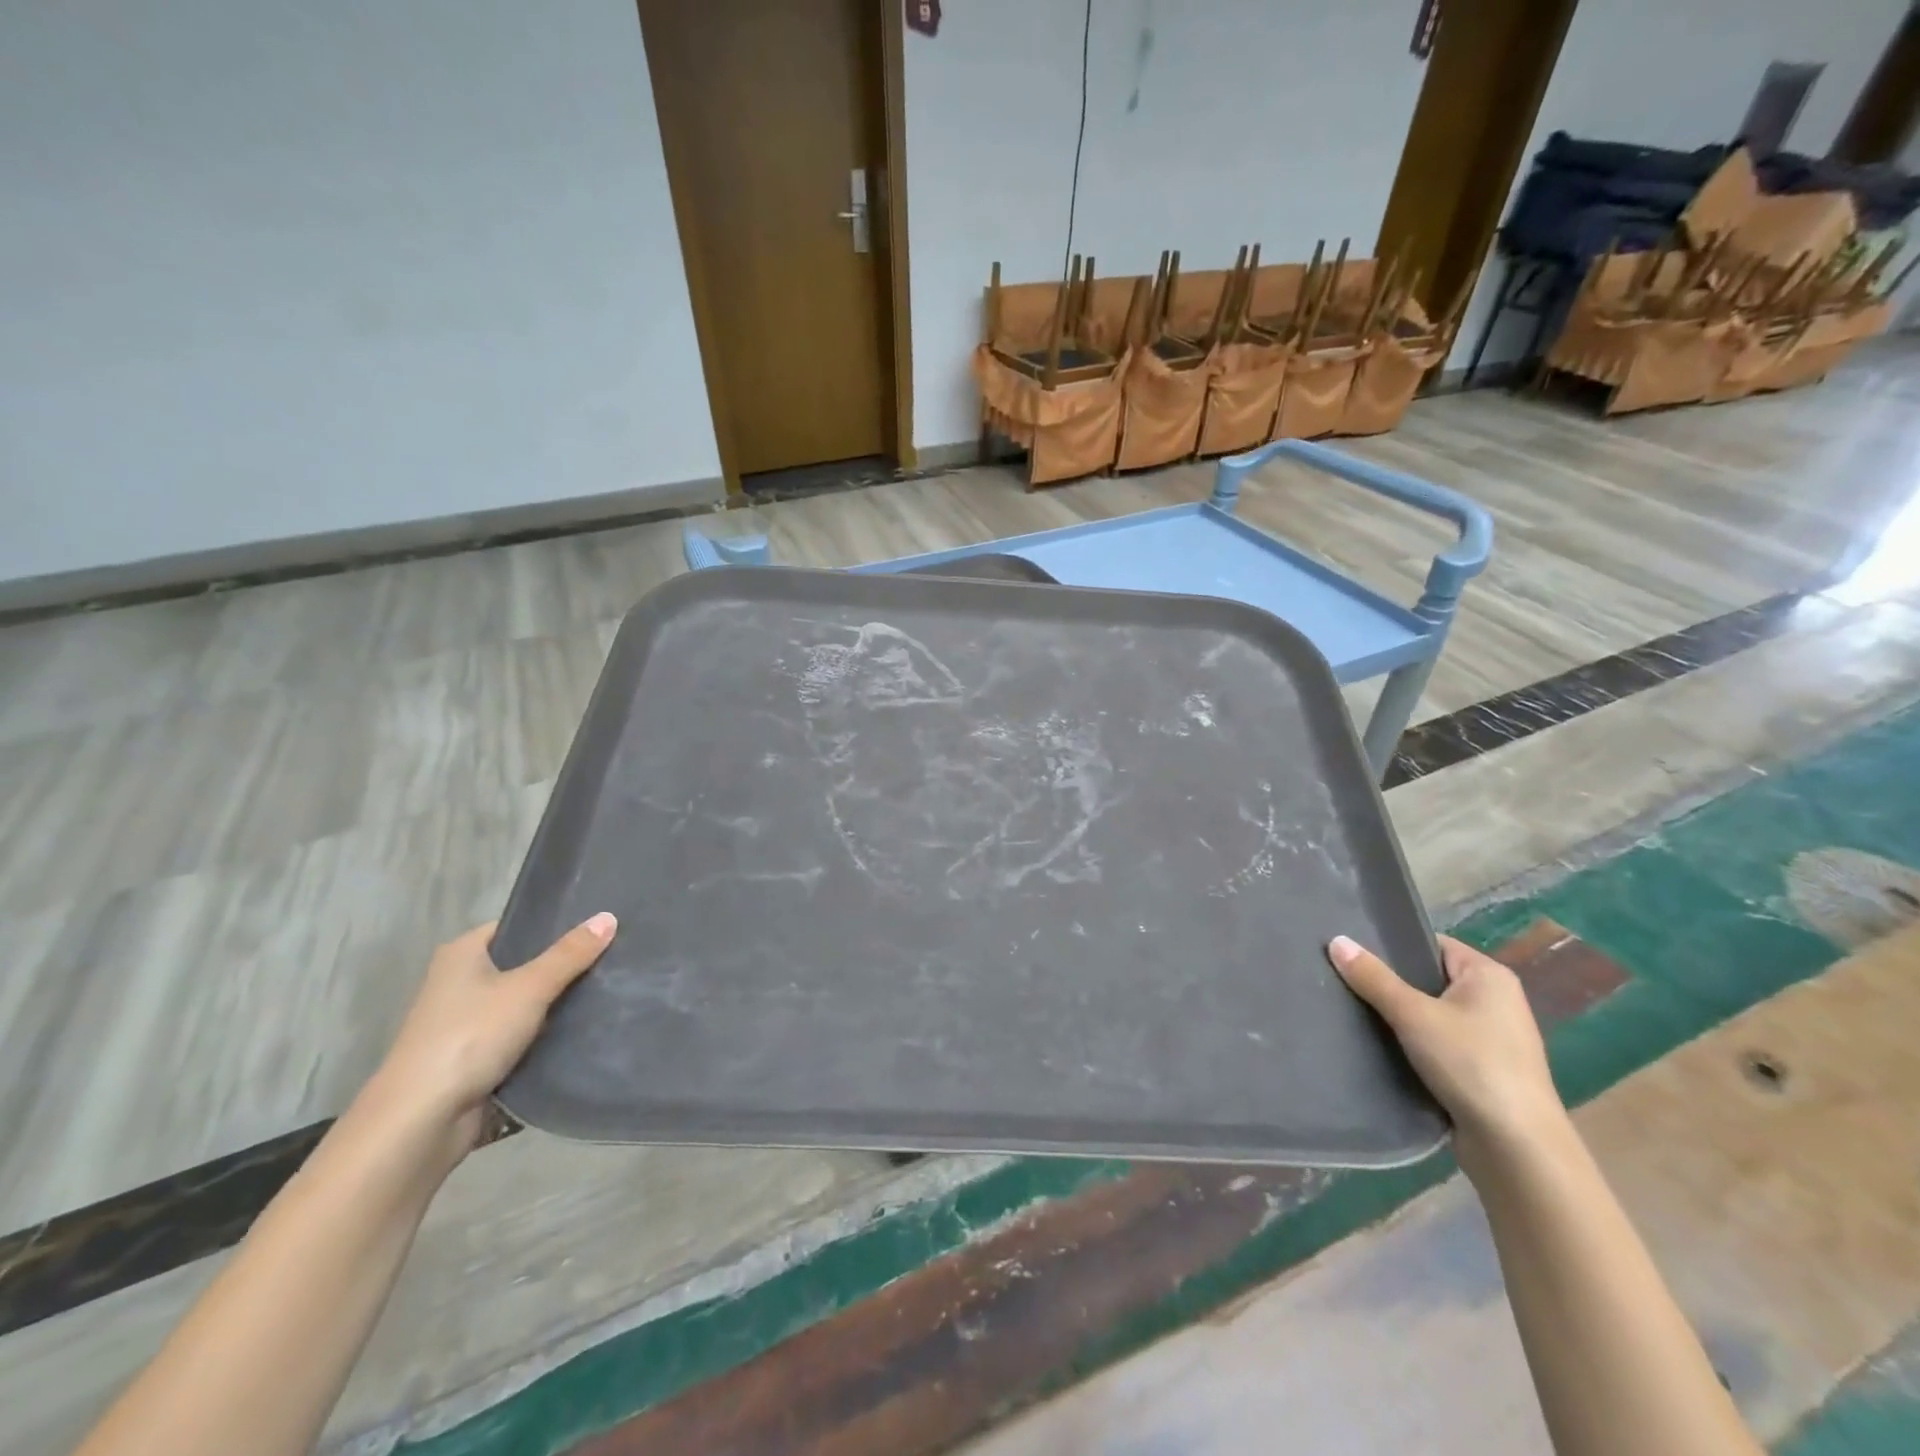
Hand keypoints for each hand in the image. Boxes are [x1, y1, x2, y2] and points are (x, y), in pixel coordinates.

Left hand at [365, 914, 616, 1157]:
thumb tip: (609, 916)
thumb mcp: (529, 988)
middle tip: (613, 954)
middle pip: (524, 963)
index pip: (518, 926)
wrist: (421, 1121)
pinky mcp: (476, 1056)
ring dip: (557, 1001)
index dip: (555, 924)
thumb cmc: (469, 1036)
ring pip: (525, 1000)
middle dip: (563, 964)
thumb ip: (570, 954)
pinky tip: (584, 1026)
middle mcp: (459, 982)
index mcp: (462, 954)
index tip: (599, 924)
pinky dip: (546, 1032)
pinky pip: (521, 1033)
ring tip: (609, 987)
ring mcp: (466, 1021)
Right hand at [1328, 933, 1565, 1161]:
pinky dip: (1412, 1043)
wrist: (1517, 1149)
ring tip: (1353, 1011)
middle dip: (1389, 982)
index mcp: (1489, 975)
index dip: (1391, 946)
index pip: (1430, 944)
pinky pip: (1437, 1042)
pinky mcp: (1482, 1070)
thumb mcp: (1413, 1014)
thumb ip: (1373, 977)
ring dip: (1398, 1016)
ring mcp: (1491, 1037)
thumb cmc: (1471, 1064)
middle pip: (1428, 978)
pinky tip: (1380, 1046)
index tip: (1351, 952)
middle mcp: (1495, 1000)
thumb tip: (1336, 940)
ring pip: (1430, 1013)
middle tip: (1343, 980)